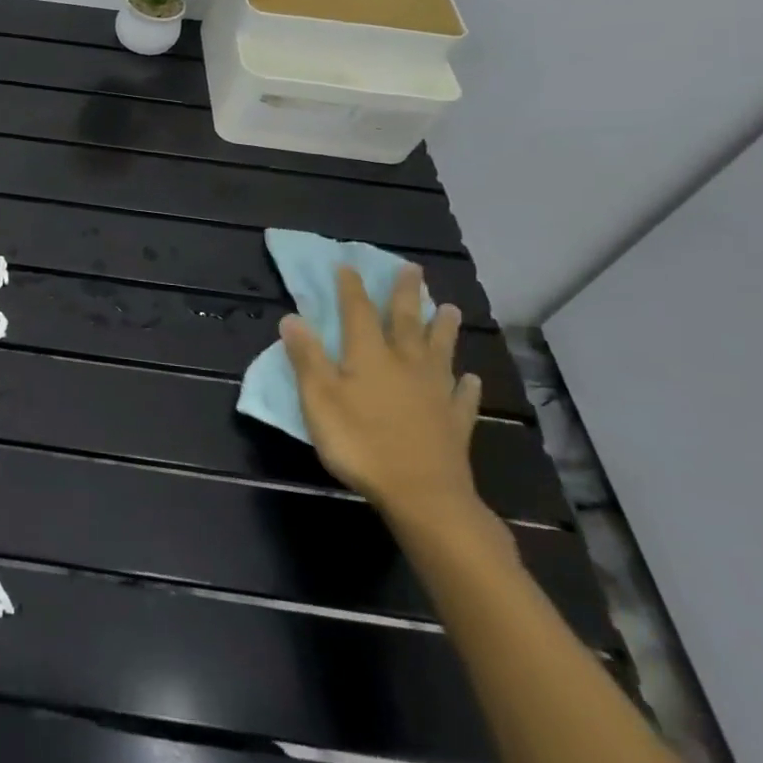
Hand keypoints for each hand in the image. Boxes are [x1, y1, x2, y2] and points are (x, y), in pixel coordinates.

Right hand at [281, 264, 494, 533]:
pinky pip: (463, 396)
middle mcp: (406, 365)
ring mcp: (435, 393)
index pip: (358, 312)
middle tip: (412, 269)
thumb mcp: (319, 399)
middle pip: (406, 322)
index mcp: (369, 356)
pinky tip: (470, 378)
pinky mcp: (455, 422)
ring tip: (450, 309)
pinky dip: (466, 384)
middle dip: (406, 294)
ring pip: (440, 351)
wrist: (423, 496)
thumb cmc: (360, 443)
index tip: (348, 266)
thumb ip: (306, 357)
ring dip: (443, 329)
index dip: (351, 288)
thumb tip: (292, 317)